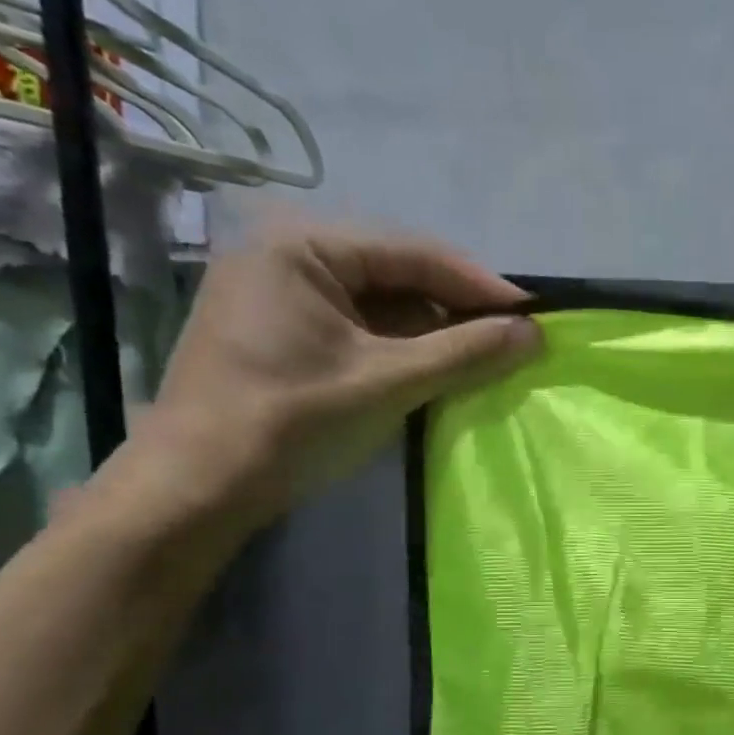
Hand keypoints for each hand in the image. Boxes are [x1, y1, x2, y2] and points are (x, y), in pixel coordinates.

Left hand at [120, 221, 538, 533]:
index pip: (415, 253)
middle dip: (456, 311)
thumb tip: (534, 333)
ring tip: (483, 361)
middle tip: (512, 342)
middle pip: (398, 275)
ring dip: (432, 334)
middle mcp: (289, 255)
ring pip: (381, 304)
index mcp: (303, 246)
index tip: (534, 316)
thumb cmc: (292, 423)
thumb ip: (464, 352)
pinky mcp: (283, 332)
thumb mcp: (389, 382)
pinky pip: (359, 328)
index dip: (480, 286)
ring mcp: (281, 294)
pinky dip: (400, 350)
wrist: (199, 487)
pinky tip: (436, 373)